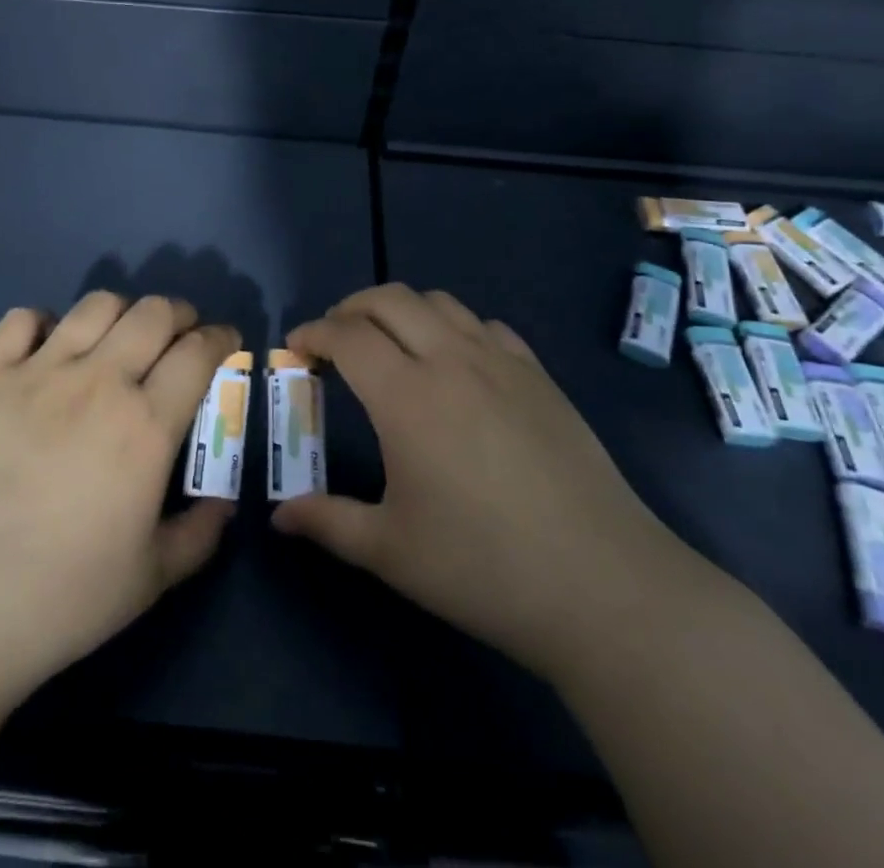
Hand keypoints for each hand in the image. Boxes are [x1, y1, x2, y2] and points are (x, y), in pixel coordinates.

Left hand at [0, 293, 238, 703]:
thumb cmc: (63, 596)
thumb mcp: (153, 577)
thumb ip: (201, 532)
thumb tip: (224, 501)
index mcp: (147, 425)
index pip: (199, 352)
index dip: (221, 339)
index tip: (226, 344)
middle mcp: (100, 381)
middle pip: (154, 313)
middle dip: (180, 314)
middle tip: (181, 336)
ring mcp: (40, 372)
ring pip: (96, 305)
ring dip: (122, 310)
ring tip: (121, 336)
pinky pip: (22, 319)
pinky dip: (43, 322)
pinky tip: (49, 348)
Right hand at [273, 284, 678, 664]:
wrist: (602, 584)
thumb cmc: (483, 567)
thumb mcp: (391, 551)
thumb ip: (328, 522)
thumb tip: (281, 516)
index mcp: (406, 396)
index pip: (347, 336)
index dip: (313, 332)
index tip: (296, 345)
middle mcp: (450, 360)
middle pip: (389, 299)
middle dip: (350, 307)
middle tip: (335, 339)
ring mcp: (501, 363)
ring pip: (439, 302)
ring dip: (402, 310)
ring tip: (390, 345)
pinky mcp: (539, 376)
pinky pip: (486, 326)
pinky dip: (454, 328)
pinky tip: (457, 364)